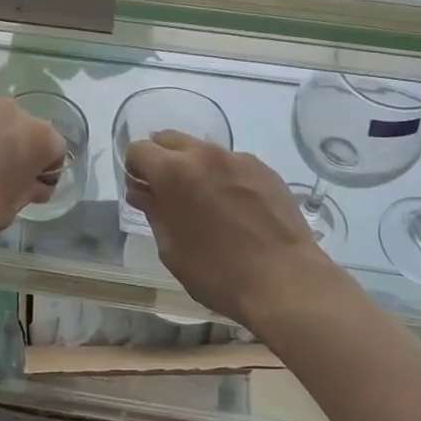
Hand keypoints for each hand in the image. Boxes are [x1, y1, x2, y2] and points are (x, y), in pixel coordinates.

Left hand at [0, 97, 64, 249]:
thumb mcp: (9, 211)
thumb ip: (26, 191)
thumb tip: (34, 186)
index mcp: (38, 136)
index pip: (55, 150)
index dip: (46, 172)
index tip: (32, 191)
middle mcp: (12, 112)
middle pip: (24, 130)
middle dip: (19, 151)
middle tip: (3, 181)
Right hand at [125, 130, 333, 324]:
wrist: (286, 281)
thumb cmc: (218, 272)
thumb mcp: (172, 249)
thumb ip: (153, 211)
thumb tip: (142, 192)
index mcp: (175, 171)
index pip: (139, 149)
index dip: (134, 169)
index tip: (141, 192)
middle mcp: (206, 154)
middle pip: (169, 139)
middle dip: (160, 159)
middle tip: (165, 193)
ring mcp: (239, 159)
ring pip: (202, 149)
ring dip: (192, 166)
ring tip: (203, 201)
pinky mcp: (265, 170)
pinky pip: (232, 163)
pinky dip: (222, 175)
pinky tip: (233, 208)